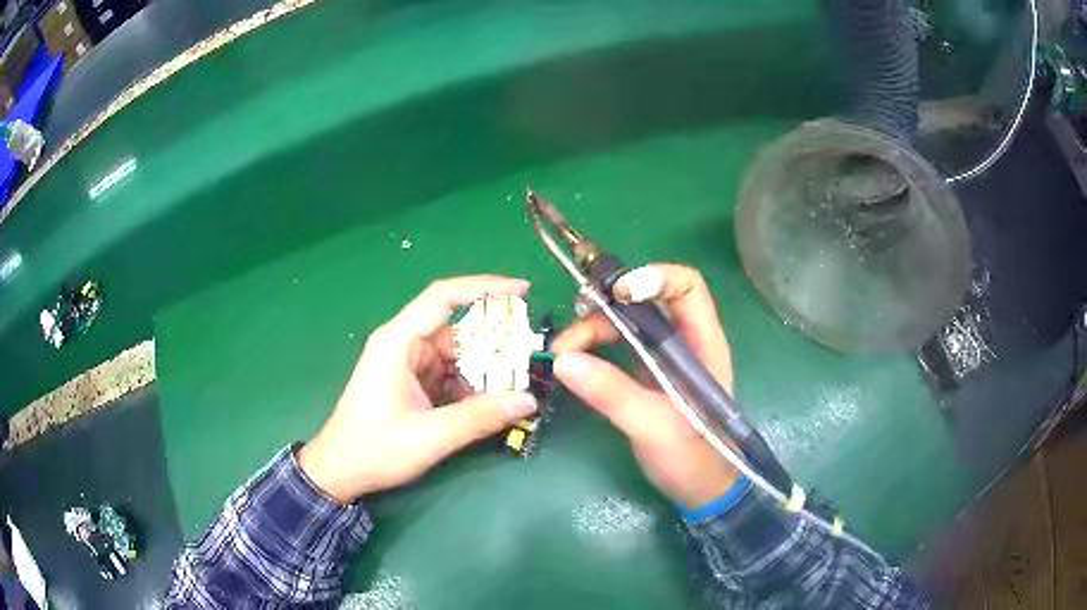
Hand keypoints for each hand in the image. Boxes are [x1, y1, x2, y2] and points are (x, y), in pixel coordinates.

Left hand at [299, 276, 538, 503]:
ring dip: (484, 370)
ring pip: (456, 355)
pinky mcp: (412, 382)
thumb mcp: (430, 436)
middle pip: (456, 329)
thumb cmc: (374, 449)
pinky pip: (449, 374)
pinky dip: (470, 386)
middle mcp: (403, 344)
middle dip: (493, 343)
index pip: (443, 297)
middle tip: (528, 358)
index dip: (484, 288)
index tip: (523, 291)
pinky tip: (489, 403)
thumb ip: (479, 417)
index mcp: (398, 342)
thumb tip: (528, 400)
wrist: (340, 471)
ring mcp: (407, 364)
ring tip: (515, 386)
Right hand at [552, 264, 740, 509]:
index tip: (615, 294)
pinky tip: (572, 362)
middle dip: (605, 310)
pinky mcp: (646, 376)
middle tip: (570, 336)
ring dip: (592, 331)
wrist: (702, 490)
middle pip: (644, 303)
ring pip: (626, 325)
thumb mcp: (655, 426)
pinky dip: (593, 349)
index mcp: (702, 342)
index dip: (653, 277)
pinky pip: (617, 348)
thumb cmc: (694, 458)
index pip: (686, 286)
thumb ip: (613, 393)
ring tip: (562, 353)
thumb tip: (562, 360)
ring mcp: (664, 359)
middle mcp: (683, 341)